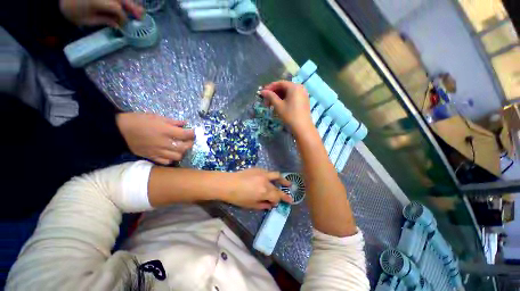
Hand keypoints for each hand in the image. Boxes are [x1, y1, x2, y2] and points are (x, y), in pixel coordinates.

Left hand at [60, 0, 143, 27]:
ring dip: (130, 3)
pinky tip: (126, 5)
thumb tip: (118, 24)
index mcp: (98, 1)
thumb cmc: (71, 12)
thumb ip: (103, 20)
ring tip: (138, 11)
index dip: (123, 18)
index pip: (117, 8)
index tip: (124, 26)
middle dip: (133, 8)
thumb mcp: (86, 20)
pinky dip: (122, 2)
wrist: (57, 2)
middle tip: (141, 16)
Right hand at [116, 113, 194, 164]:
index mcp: (166, 131)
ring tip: (180, 146)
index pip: (186, 135)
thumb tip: (186, 124)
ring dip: (182, 151)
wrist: (119, 130)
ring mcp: (158, 151)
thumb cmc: (139, 120)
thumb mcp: (157, 117)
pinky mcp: (151, 157)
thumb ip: (173, 122)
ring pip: (178, 156)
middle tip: (189, 139)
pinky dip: (171, 158)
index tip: (193, 132)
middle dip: (190, 143)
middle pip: (185, 147)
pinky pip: (166, 161)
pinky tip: (170, 153)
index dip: (193, 133)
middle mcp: (164, 143)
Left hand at [222, 169, 292, 209]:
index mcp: (265, 192)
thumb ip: (263, 205)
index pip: (277, 197)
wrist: (228, 183)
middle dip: (284, 194)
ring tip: (288, 183)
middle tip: (289, 197)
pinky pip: (268, 172)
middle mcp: (266, 182)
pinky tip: (270, 179)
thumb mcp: (251, 205)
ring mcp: (263, 173)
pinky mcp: (258, 169)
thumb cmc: (238, 197)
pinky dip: (271, 176)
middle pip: (277, 188)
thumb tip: (271, 205)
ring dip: (283, 180)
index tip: (281, 203)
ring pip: (276, 175)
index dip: (279, 201)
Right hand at [260, 81, 313, 133]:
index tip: (262, 93)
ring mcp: (303, 94)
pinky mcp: (304, 101)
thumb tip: (262, 91)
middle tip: (266, 100)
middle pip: (284, 87)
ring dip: (278, 97)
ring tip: (271, 104)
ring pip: (288, 93)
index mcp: (294, 87)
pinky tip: (279, 106)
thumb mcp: (278, 105)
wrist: (302, 128)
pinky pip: (292, 97)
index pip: (280, 83)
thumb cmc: (290, 115)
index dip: (270, 87)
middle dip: (274, 93)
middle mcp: (300, 88)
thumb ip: (270, 96)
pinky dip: (285, 100)